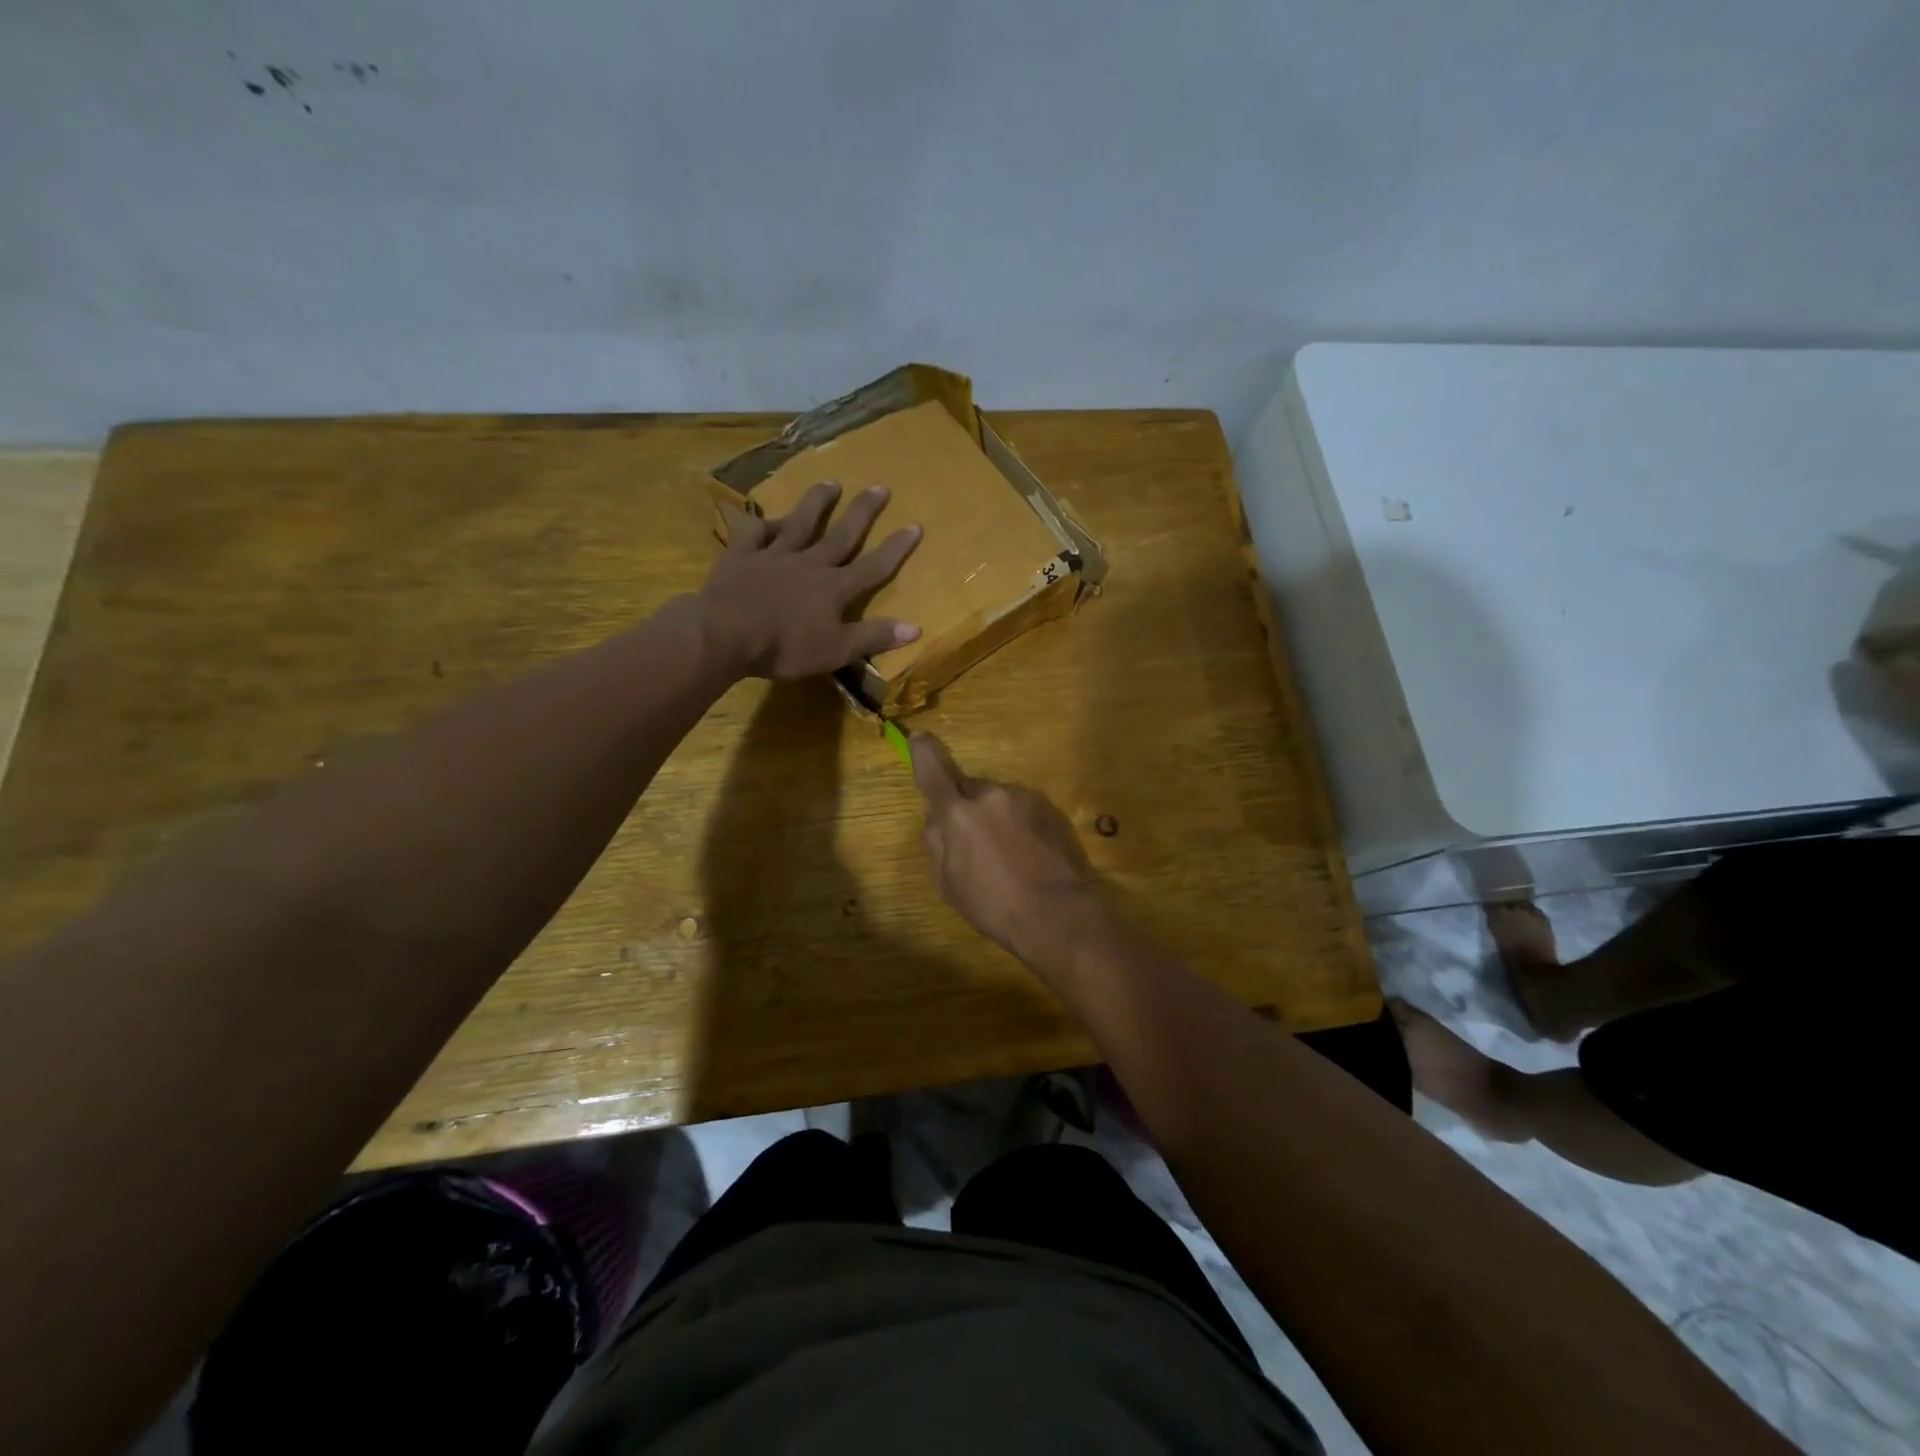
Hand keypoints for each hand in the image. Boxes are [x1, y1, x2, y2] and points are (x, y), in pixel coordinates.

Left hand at [699, 481, 921, 679]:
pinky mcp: (742, 555)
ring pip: (800, 523)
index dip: (896, 548)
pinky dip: (761, 523)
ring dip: (817, 503)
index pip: (873, 566)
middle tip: (879, 487)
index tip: (915, 525)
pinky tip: (765, 515)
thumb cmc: (785, 647)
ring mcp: (774, 555)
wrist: (726, 634)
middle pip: (841, 534)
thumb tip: (916, 627)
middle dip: (863, 512)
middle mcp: (810, 563)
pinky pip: (753, 533)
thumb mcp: (837, 650)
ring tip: (830, 482)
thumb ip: (874, 636)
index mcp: (834, 588)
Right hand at [910, 732, 1106, 975]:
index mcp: (958, 814)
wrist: (1059, 914)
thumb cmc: (995, 906)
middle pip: (969, 790)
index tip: (918, 738)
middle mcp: (990, 795)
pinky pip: (1022, 809)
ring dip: (995, 818)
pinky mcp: (1050, 808)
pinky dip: (1019, 825)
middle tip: (973, 843)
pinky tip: (1028, 854)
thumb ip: (936, 843)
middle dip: (966, 807)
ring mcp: (1024, 799)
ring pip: (998, 800)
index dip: (923, 753)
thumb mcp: (948, 884)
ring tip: (1007, 856)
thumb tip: (935, 818)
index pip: (933, 771)